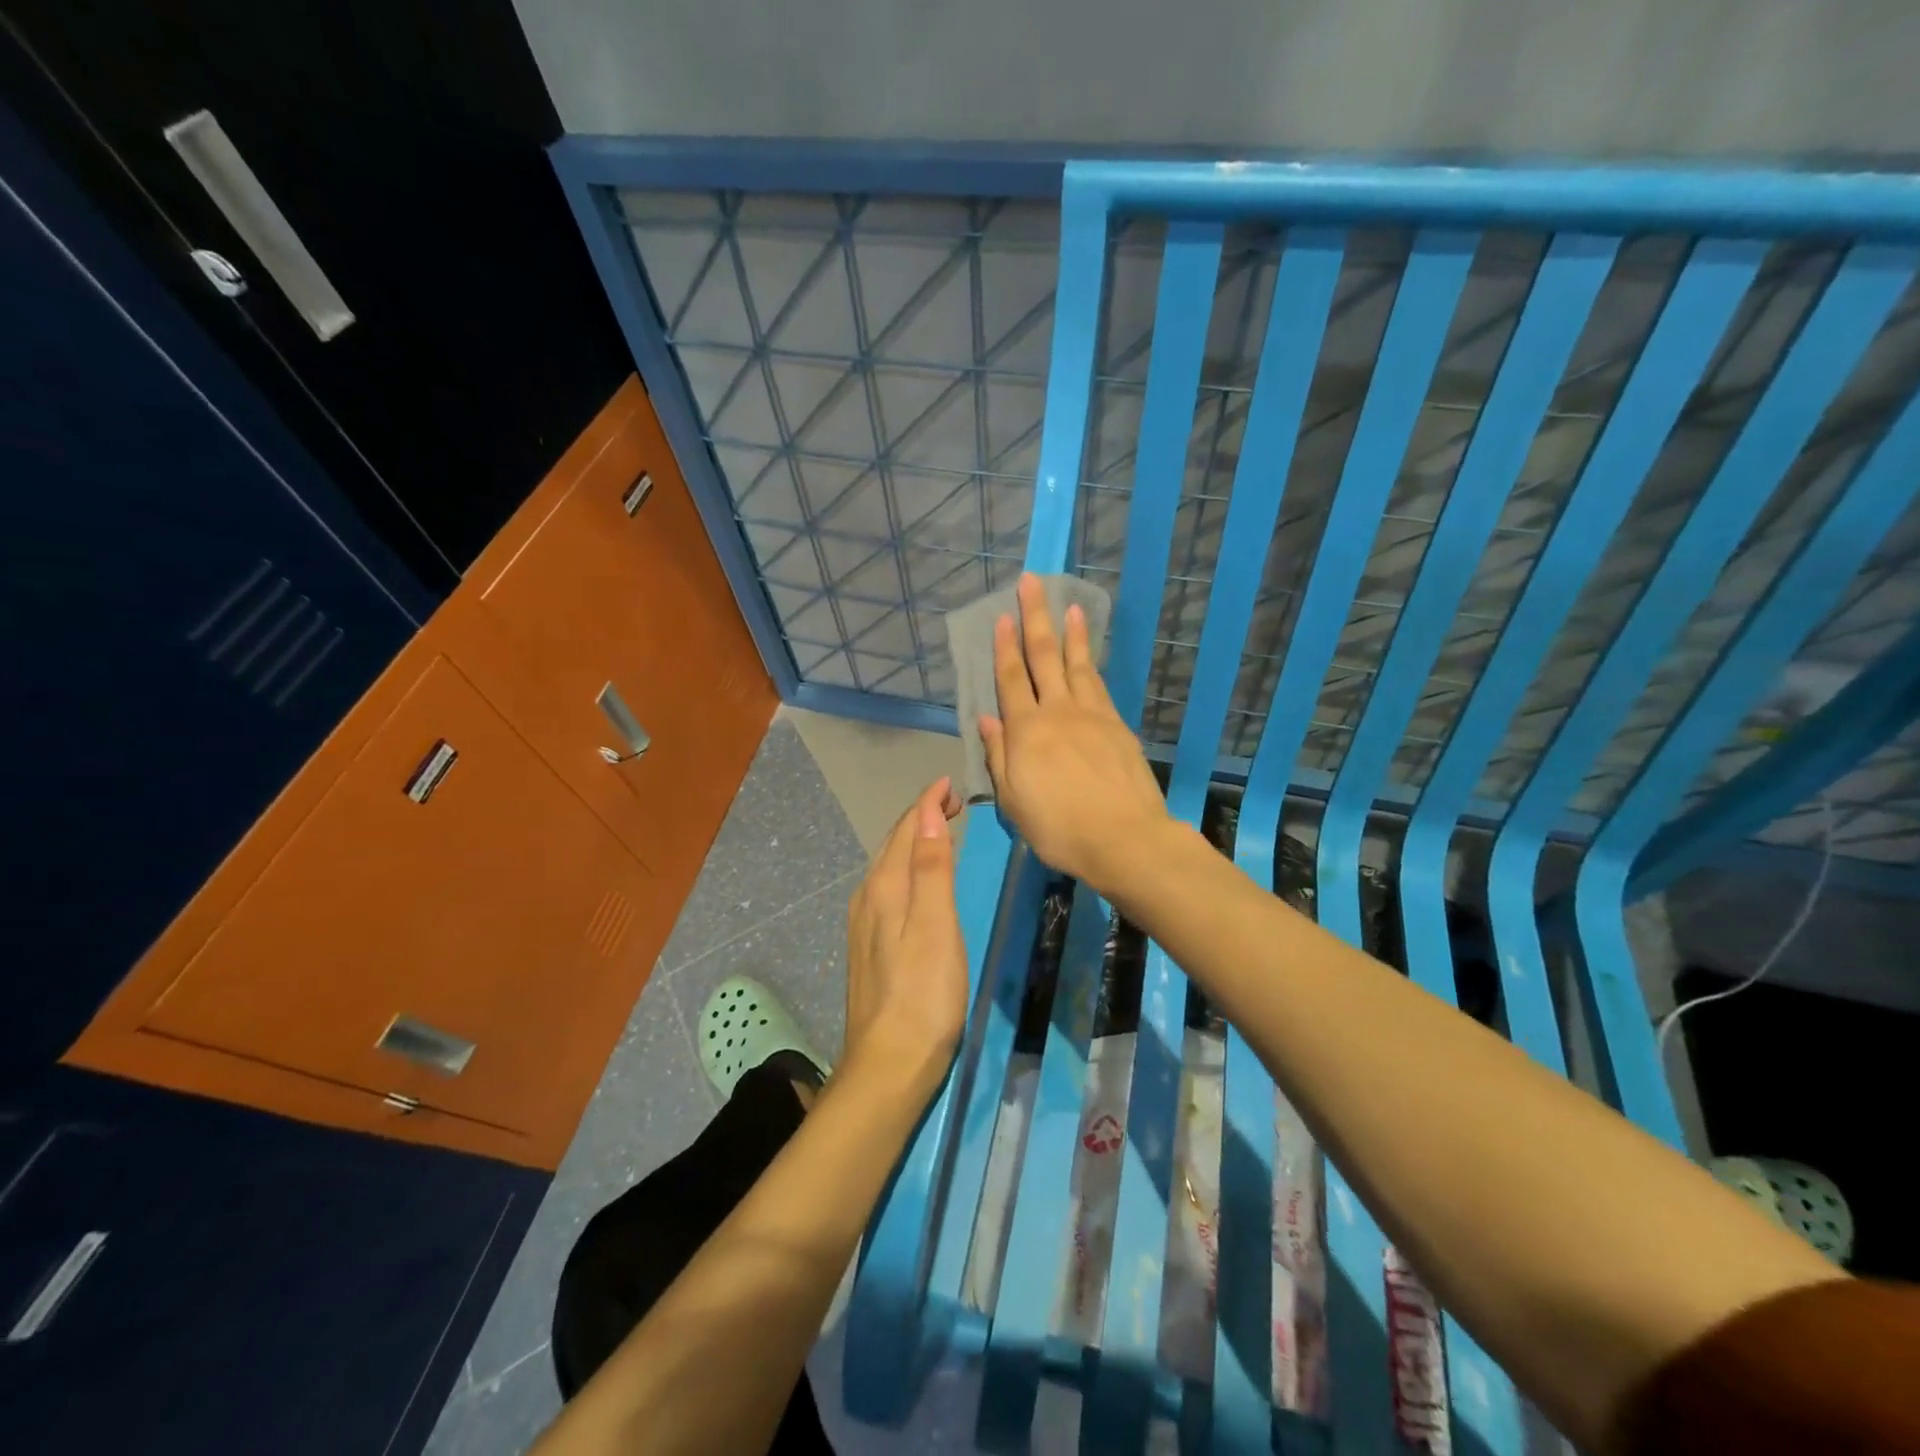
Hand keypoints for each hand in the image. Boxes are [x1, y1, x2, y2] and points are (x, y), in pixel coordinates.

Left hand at [842, 777, 967, 1102]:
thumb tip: (928, 813)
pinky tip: (918, 882)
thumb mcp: (936, 925)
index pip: (906, 829)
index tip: (952, 783)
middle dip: (920, 817)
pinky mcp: (869, 947)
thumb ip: (931, 868)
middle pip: (893, 844)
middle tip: (952, 802)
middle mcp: (868, 898)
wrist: (889, 1065)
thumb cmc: (924, 994)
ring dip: (912, 843)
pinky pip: (888, 890)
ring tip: (939, 831)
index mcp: (885, 888)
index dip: (928, 802)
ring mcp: (864, 925)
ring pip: (888, 867)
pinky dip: (906, 870)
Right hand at [979, 573, 1169, 890]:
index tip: (1001, 616)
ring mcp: (1093, 716)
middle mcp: (1058, 712)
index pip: (1011, 679)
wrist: (1123, 838)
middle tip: (1032, 583)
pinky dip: (1091, 664)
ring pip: (1077, 665)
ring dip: (1071, 633)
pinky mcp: (1118, 726)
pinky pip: (1099, 685)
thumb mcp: (1013, 800)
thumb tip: (987, 719)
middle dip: (1036, 618)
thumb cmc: (1058, 827)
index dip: (1004, 647)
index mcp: (1027, 731)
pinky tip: (1089, 657)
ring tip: (1071, 606)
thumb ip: (999, 756)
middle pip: (1044, 657)